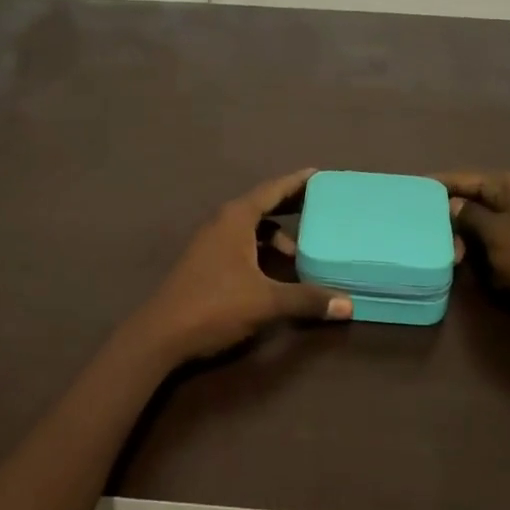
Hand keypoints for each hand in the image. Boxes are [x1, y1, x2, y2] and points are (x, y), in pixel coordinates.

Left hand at [128, 169, 352, 365]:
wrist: (160, 335)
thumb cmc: (215, 306)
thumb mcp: (266, 301)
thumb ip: (307, 299)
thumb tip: (348, 306)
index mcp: (236, 219)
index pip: (271, 190)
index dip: (296, 182)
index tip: (318, 174)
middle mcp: (222, 223)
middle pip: (262, 206)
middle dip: (289, 206)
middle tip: (319, 206)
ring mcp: (210, 243)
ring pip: (250, 229)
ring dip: (275, 236)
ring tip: (300, 253)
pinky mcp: (205, 262)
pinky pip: (240, 244)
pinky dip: (260, 250)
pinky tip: (274, 272)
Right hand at [437, 170, 509, 309]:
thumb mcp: (495, 233)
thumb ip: (468, 216)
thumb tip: (450, 204)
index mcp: (507, 184)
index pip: (462, 177)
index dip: (435, 184)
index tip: (408, 191)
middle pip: (469, 199)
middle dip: (448, 217)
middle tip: (425, 235)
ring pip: (478, 222)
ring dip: (463, 238)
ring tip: (449, 255)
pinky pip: (491, 238)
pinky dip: (478, 248)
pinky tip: (466, 262)